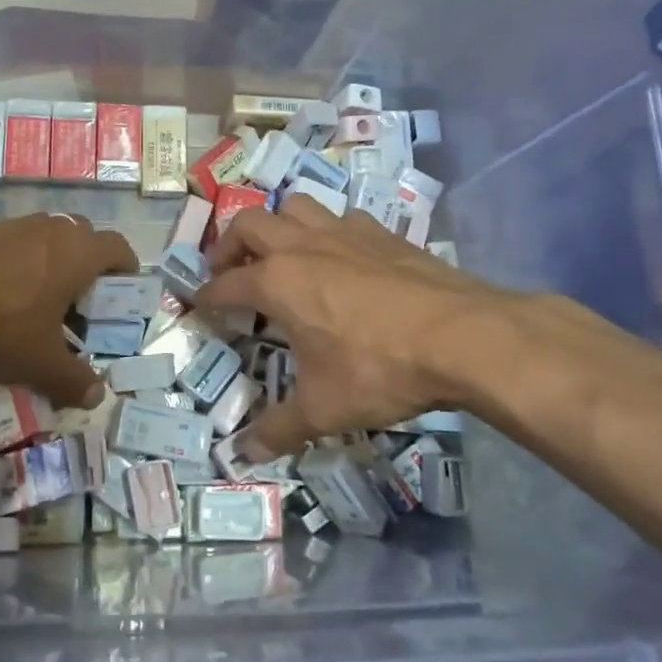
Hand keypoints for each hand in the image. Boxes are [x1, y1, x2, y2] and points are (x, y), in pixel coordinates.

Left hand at [0, 213, 136, 408]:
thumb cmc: (4, 326)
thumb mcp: (43, 363)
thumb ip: (74, 380)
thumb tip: (97, 397)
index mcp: (80, 253)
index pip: (118, 248)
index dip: (126, 267)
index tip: (123, 289)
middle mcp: (53, 230)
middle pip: (83, 238)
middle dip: (87, 266)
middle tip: (80, 301)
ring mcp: (15, 225)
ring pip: (46, 239)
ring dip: (51, 263)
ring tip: (39, 300)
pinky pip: (15, 243)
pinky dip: (19, 263)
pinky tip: (1, 295)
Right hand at [196, 198, 503, 457]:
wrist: (463, 337)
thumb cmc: (379, 369)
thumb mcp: (324, 409)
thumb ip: (279, 429)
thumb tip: (244, 455)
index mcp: (278, 282)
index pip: (226, 284)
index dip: (207, 296)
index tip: (199, 304)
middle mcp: (303, 246)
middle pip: (249, 225)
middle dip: (229, 245)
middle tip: (230, 272)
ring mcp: (345, 233)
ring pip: (295, 207)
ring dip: (278, 226)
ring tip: (281, 255)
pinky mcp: (383, 234)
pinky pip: (341, 218)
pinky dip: (327, 232)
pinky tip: (340, 258)